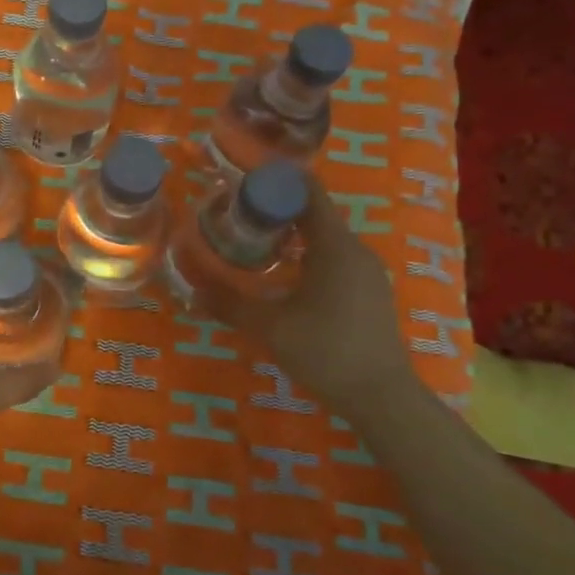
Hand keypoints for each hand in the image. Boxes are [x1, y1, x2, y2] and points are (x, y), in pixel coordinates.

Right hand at [202, 192, 413, 413]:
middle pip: (315, 214)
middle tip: (237, 210)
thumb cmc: (326, 352)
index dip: (278, 180)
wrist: (382, 398)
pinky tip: (285, 273)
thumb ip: (230, 304)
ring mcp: (367, 273)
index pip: (309, 193)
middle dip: (278, 208)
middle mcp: (356, 251)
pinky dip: (308, 254)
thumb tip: (191, 290)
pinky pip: (335, 258)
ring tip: (254, 239)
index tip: (245, 176)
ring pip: (326, 238)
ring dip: (293, 233)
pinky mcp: (370, 293)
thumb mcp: (270, 327)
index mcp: (335, 247)